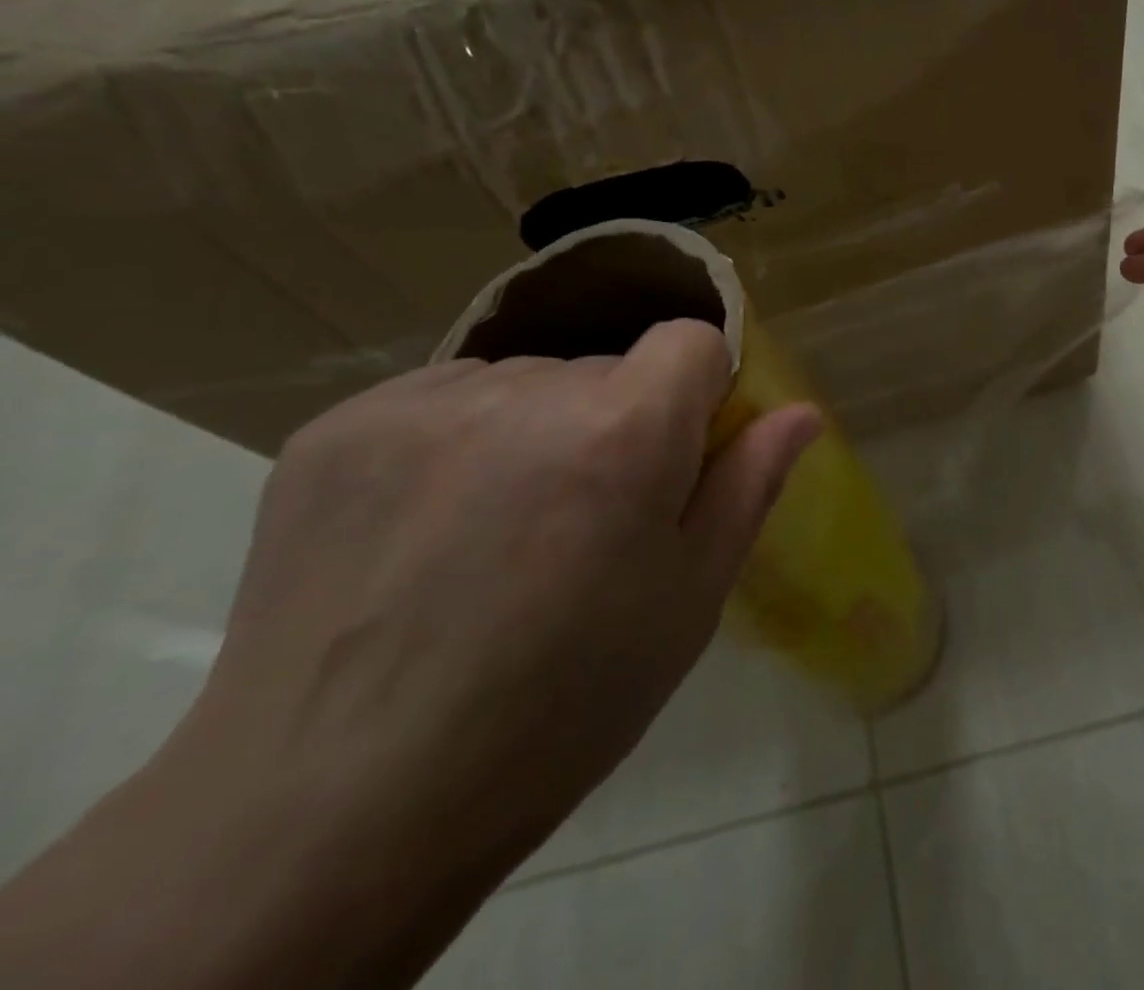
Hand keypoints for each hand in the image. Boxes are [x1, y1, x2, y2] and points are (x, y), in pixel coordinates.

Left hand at [9, 323, 820, 989]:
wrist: (336, 808)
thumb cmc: (562, 703)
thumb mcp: (689, 598)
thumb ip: (750, 483)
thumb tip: (802, 413)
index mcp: (624, 431)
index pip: (691, 340)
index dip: (698, 393)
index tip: (678, 458)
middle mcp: (526, 390)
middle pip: (606, 367)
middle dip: (616, 421)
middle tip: (585, 522)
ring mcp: (422, 403)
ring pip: (525, 381)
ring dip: (536, 430)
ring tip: (500, 532)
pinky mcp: (339, 427)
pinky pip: (441, 401)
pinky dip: (457, 442)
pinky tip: (430, 530)